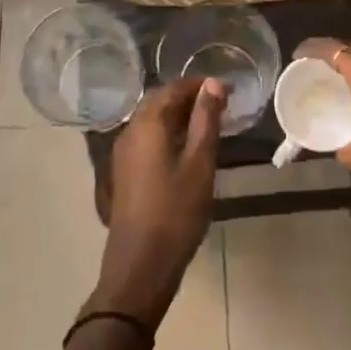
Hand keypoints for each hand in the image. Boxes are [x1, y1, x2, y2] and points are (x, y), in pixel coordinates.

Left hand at [87, 76, 225, 329]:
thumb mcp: (200, 164)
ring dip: (178, 115)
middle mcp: (130, 131)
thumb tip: (213, 84)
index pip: (174, 88)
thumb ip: (206, 120)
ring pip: (152, 120)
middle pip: (159, 101)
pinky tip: (186, 148)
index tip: (227, 89)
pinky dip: (168, 133)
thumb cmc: (175, 212)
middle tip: (219, 104)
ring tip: (207, 124)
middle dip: (188, 97)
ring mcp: (123, 153)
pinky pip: (147, 138)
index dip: (200, 85)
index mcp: (147, 123)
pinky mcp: (125, 172)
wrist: (140, 266)